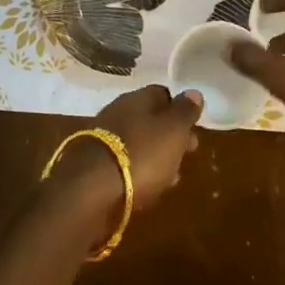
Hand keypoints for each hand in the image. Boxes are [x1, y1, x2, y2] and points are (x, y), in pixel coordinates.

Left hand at [44, 85, 202, 234]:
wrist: (90, 191)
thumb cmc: (141, 155)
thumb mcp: (173, 131)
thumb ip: (185, 111)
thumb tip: (193, 92)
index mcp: (136, 99)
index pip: (162, 94)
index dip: (180, 108)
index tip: (194, 125)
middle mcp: (117, 113)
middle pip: (149, 119)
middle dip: (170, 135)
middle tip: (188, 152)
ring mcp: (102, 140)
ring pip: (138, 142)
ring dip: (156, 156)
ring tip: (172, 176)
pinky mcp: (94, 167)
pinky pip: (124, 164)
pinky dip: (139, 172)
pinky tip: (149, 188)